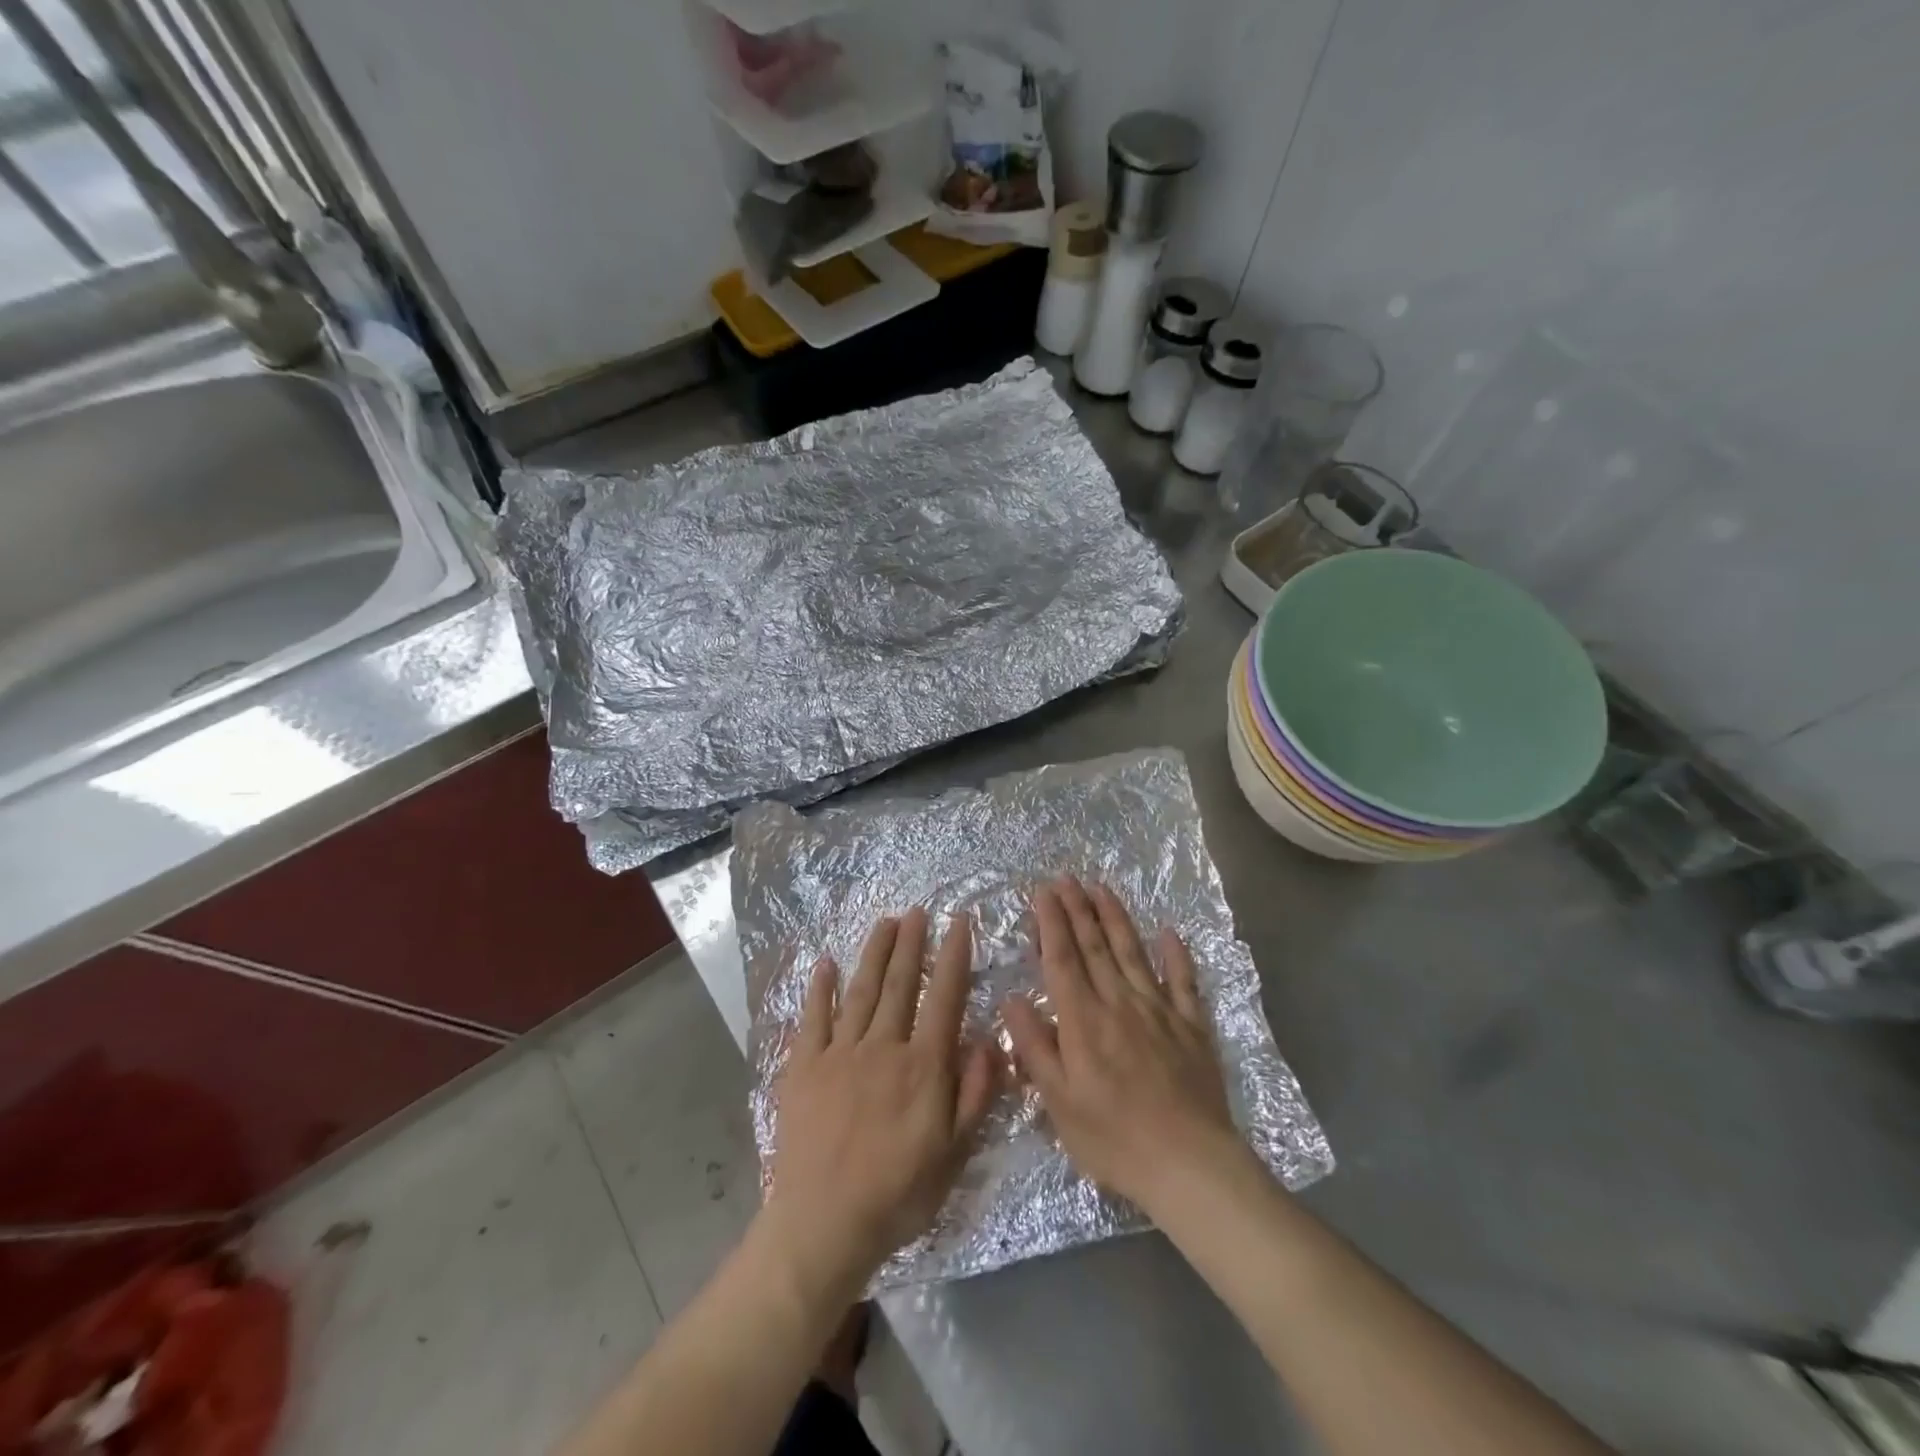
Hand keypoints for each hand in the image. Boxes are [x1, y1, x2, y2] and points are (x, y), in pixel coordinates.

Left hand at [763, 908, 998, 1293]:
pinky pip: (813, 1018)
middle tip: (917, 911)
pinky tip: (827, 963)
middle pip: (900, 984)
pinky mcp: (804, 1067)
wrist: (824, 1224)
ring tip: (885, 923)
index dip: (953, 956)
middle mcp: (883, 1047)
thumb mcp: (954, 1154)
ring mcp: (839, 1053)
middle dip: (911, 944)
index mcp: (922, 1066)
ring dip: (874, 953)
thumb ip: (975, 1095)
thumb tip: (991, 1042)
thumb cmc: (897, 1193)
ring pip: (861, 991)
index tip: (958, 922)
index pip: (943, 997)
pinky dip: (821, 988)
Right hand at [1003, 876, 1245, 1215]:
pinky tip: (1169, 932)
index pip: (1062, 959)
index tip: (1043, 891)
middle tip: (1067, 877)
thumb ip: (1034, 1046)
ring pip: (1133, 952)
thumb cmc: (1114, 1139)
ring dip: (1115, 917)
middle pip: (1094, 945)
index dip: (1051, 922)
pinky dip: (1176, 954)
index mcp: (1083, 1020)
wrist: (1190, 1164)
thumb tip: (1013, 998)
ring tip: (1102, 888)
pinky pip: (1184, 980)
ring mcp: (1160, 1010)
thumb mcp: (1058, 1102)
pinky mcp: (1192, 1026)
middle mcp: (1119, 1002)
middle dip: (1078, 908)